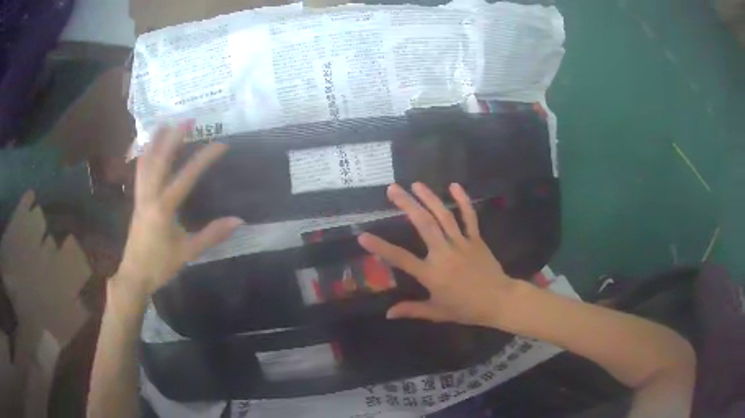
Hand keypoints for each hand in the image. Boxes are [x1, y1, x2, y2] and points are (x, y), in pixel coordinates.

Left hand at [113, 122, 242, 299]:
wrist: (134, 275)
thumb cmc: (160, 265)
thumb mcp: (188, 253)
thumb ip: (211, 235)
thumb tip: (238, 220)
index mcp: (163, 208)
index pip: (186, 176)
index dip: (204, 158)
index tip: (221, 144)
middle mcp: (150, 196)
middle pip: (160, 159)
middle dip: (173, 137)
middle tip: (188, 120)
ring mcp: (141, 196)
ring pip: (146, 162)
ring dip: (156, 141)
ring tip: (165, 124)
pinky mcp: (137, 200)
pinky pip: (140, 171)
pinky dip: (145, 155)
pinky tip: (149, 148)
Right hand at [358, 183, 520, 327]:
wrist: (499, 301)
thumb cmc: (466, 308)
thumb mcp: (437, 312)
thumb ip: (412, 310)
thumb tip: (388, 314)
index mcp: (432, 274)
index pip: (401, 258)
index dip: (381, 247)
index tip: (363, 235)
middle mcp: (444, 253)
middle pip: (423, 225)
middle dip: (407, 204)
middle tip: (392, 189)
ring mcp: (461, 243)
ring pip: (443, 216)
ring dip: (429, 198)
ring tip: (415, 184)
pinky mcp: (476, 239)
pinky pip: (469, 217)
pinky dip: (462, 201)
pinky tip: (454, 186)